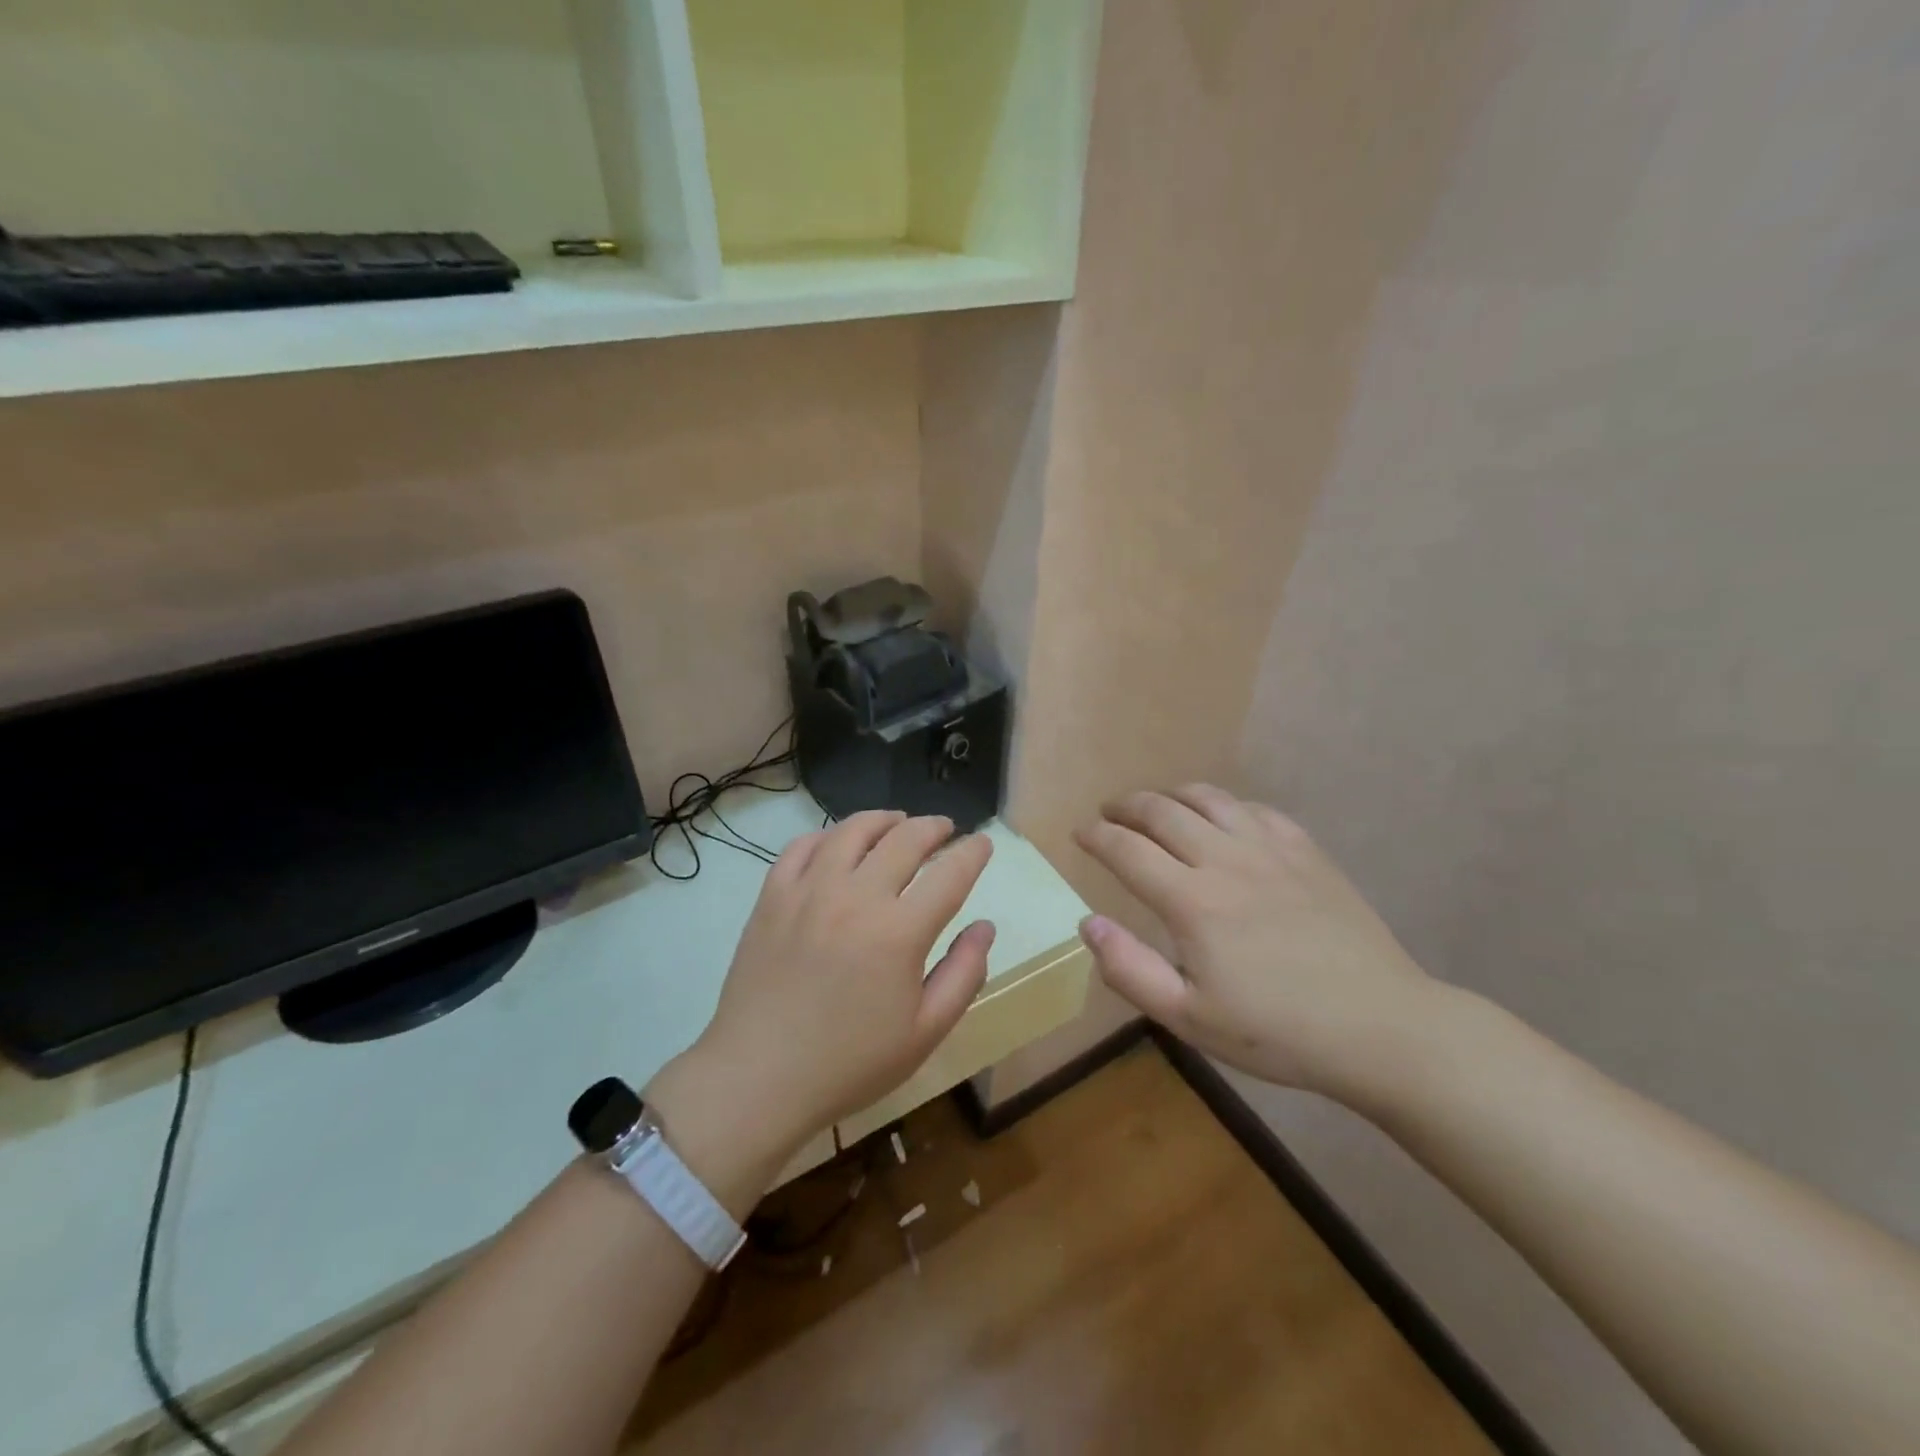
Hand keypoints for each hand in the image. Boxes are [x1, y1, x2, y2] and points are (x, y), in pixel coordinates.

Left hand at [663, 811, 995, 1163]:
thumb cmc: (850, 1063)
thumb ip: (964, 974)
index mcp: (899, 932)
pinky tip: (839, 844)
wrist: (759, 1077)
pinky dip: (828, 835)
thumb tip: (984, 926)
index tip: (983, 844)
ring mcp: (809, 891)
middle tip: (946, 829)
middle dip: (934, 827)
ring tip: (897, 823)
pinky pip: (802, 846)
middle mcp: (856, 897)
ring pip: (853, 830)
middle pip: (904, 839)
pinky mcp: (772, 896)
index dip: (973, 853)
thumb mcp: (924, 1032)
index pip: (950, 874)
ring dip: (884, 819)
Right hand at [1074, 785, 1440, 1106]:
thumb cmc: (1278, 1032)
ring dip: (1171, 795)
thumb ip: (1130, 970)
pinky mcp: (1306, 851)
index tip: (1080, 834)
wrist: (1381, 1026)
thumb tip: (1087, 922)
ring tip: (1156, 805)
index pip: (1127, 850)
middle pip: (1162, 811)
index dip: (1096, 837)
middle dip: (1126, 807)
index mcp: (1192, 901)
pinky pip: (1254, 809)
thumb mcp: (1190, 1019)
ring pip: (1208, 798)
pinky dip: (1224, 805)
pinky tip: (1222, 819)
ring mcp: (1270, 849)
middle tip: (1109, 814)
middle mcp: (1225, 859)